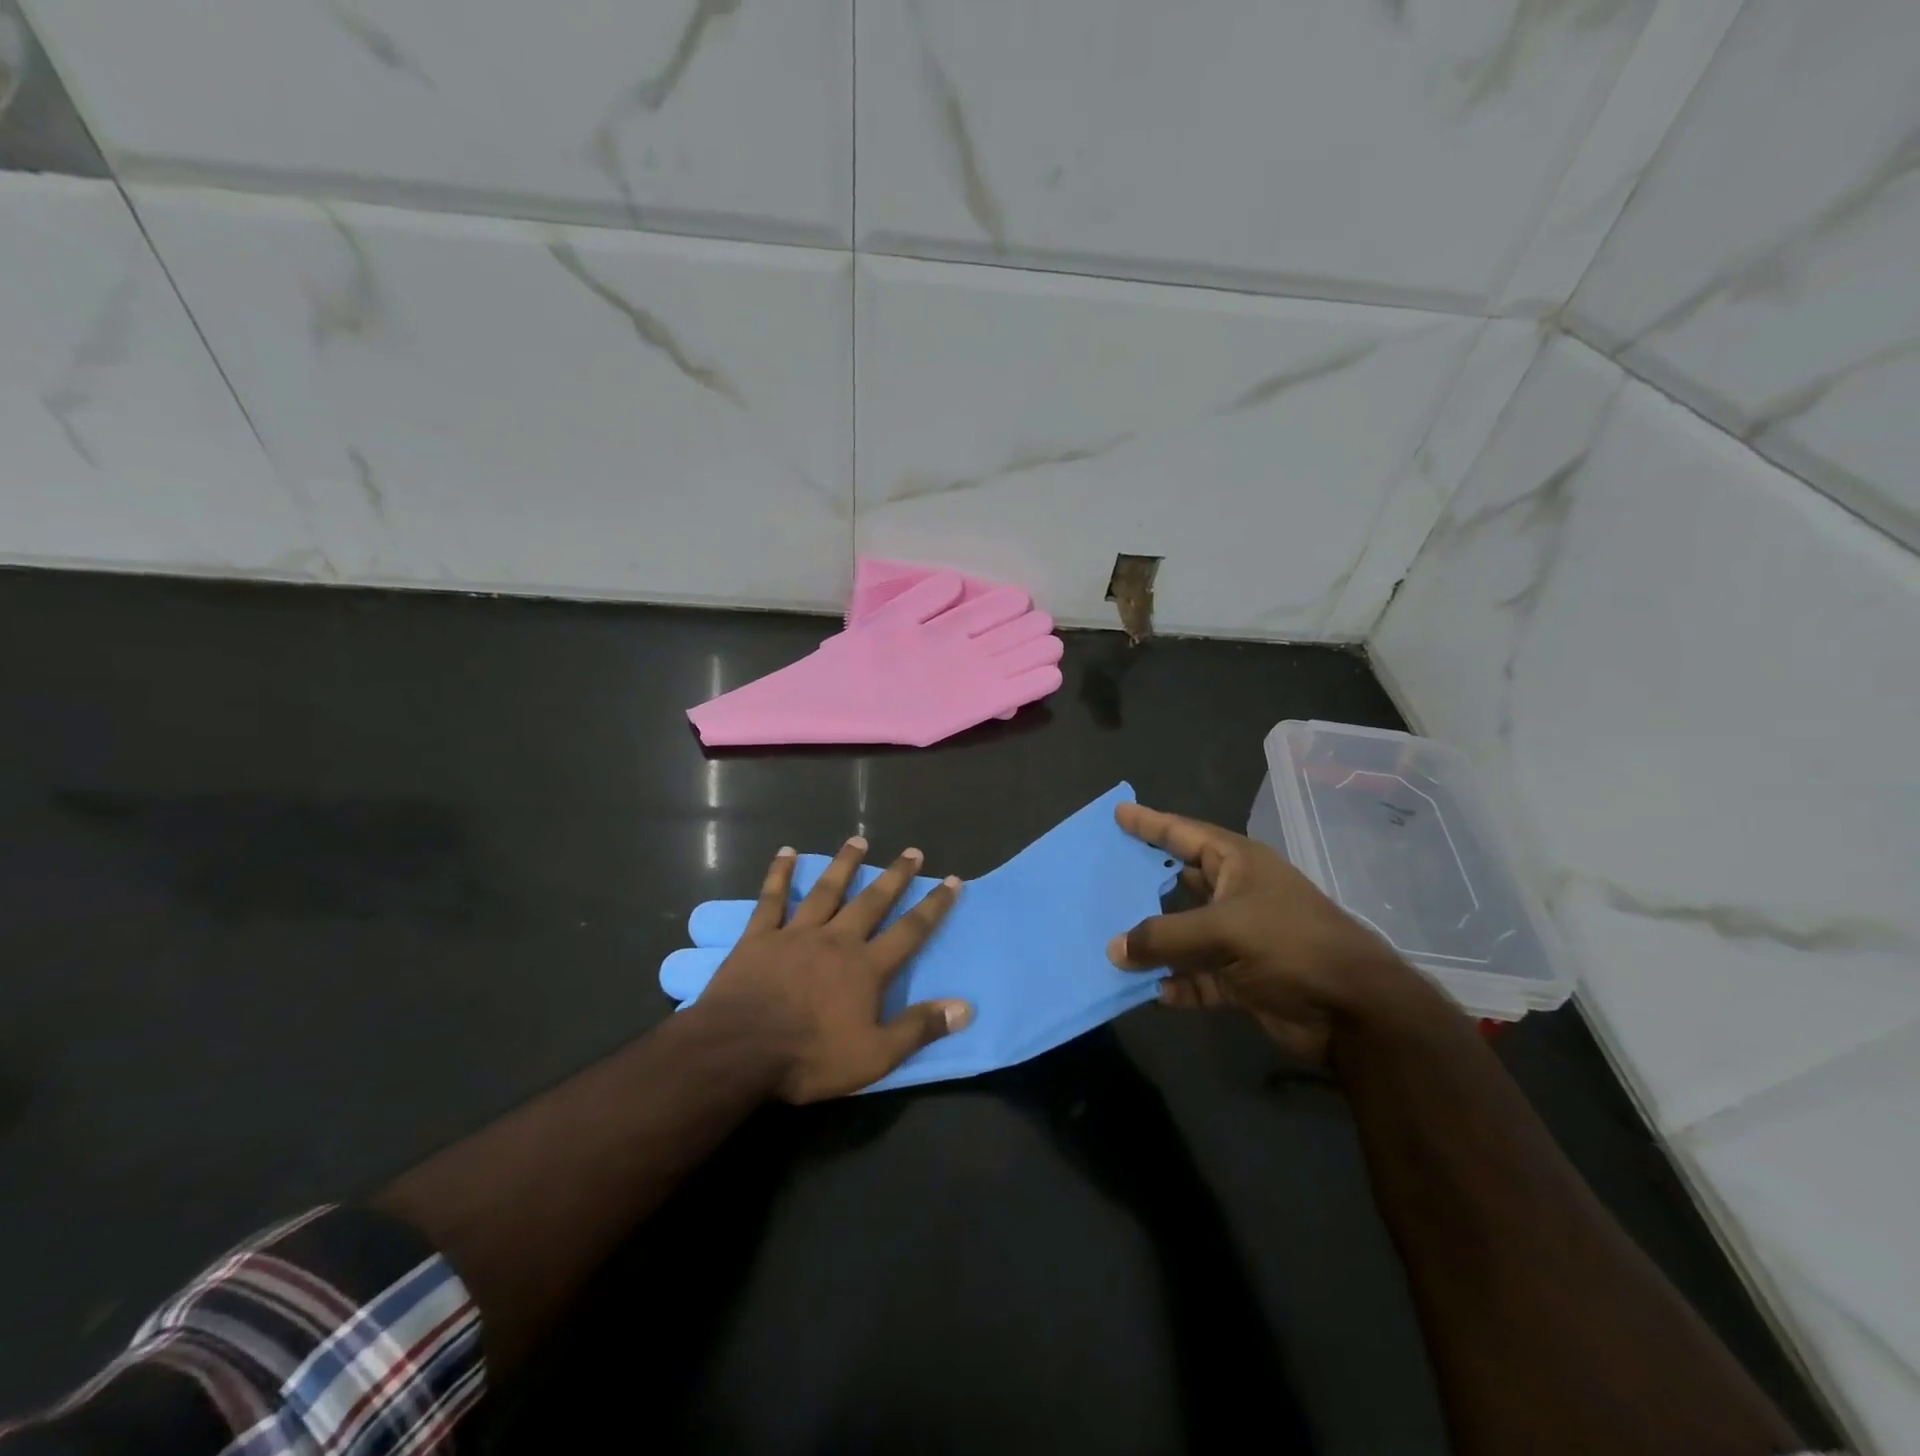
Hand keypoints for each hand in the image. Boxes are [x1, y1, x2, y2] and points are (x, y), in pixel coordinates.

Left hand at [690, 837, 971, 1101]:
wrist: (739, 1051)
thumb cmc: (810, 1057)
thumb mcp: (875, 1056)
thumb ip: (919, 1028)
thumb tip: (965, 1007)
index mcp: (866, 968)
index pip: (910, 931)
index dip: (934, 906)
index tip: (952, 880)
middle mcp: (837, 940)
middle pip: (872, 901)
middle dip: (895, 876)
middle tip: (912, 851)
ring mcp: (796, 934)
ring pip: (826, 890)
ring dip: (844, 864)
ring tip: (858, 841)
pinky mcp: (760, 937)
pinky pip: (771, 899)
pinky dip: (779, 874)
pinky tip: (786, 852)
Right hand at [1107, 801, 1427, 1060]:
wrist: (1355, 1011)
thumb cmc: (1291, 945)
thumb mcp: (1224, 930)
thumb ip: (1164, 937)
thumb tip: (1113, 949)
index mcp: (1238, 864)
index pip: (1184, 834)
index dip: (1150, 823)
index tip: (1118, 812)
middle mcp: (1236, 895)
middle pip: (1180, 882)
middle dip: (1144, 883)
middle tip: (1102, 876)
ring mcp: (1240, 939)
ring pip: (1183, 935)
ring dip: (1154, 943)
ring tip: (1111, 941)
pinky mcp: (1242, 979)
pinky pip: (1197, 977)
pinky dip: (1177, 983)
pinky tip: (1152, 991)